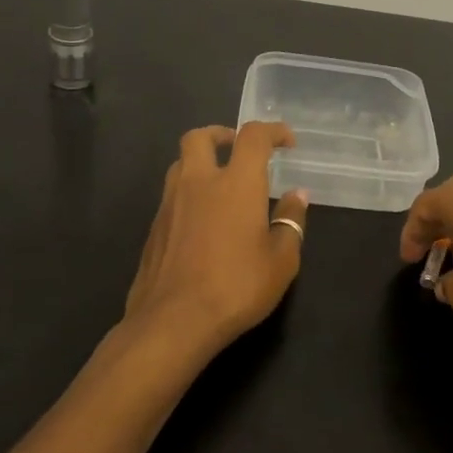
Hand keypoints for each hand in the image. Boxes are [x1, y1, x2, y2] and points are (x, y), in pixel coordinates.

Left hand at [122, 122, 309, 361]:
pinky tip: (203, 222)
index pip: (253, 136)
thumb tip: (298, 196)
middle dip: (221, 135)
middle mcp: (198, 182)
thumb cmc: (236, 287)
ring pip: (180, 164)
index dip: (272, 131)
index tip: (286, 142)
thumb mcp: (281, 261)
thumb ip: (291, 222)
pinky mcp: (154, 228)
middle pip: (200, 137)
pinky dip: (189, 194)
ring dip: (201, 163)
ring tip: (220, 185)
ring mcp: (170, 204)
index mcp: (236, 183)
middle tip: (238, 150)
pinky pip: (171, 195)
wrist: (172, 322)